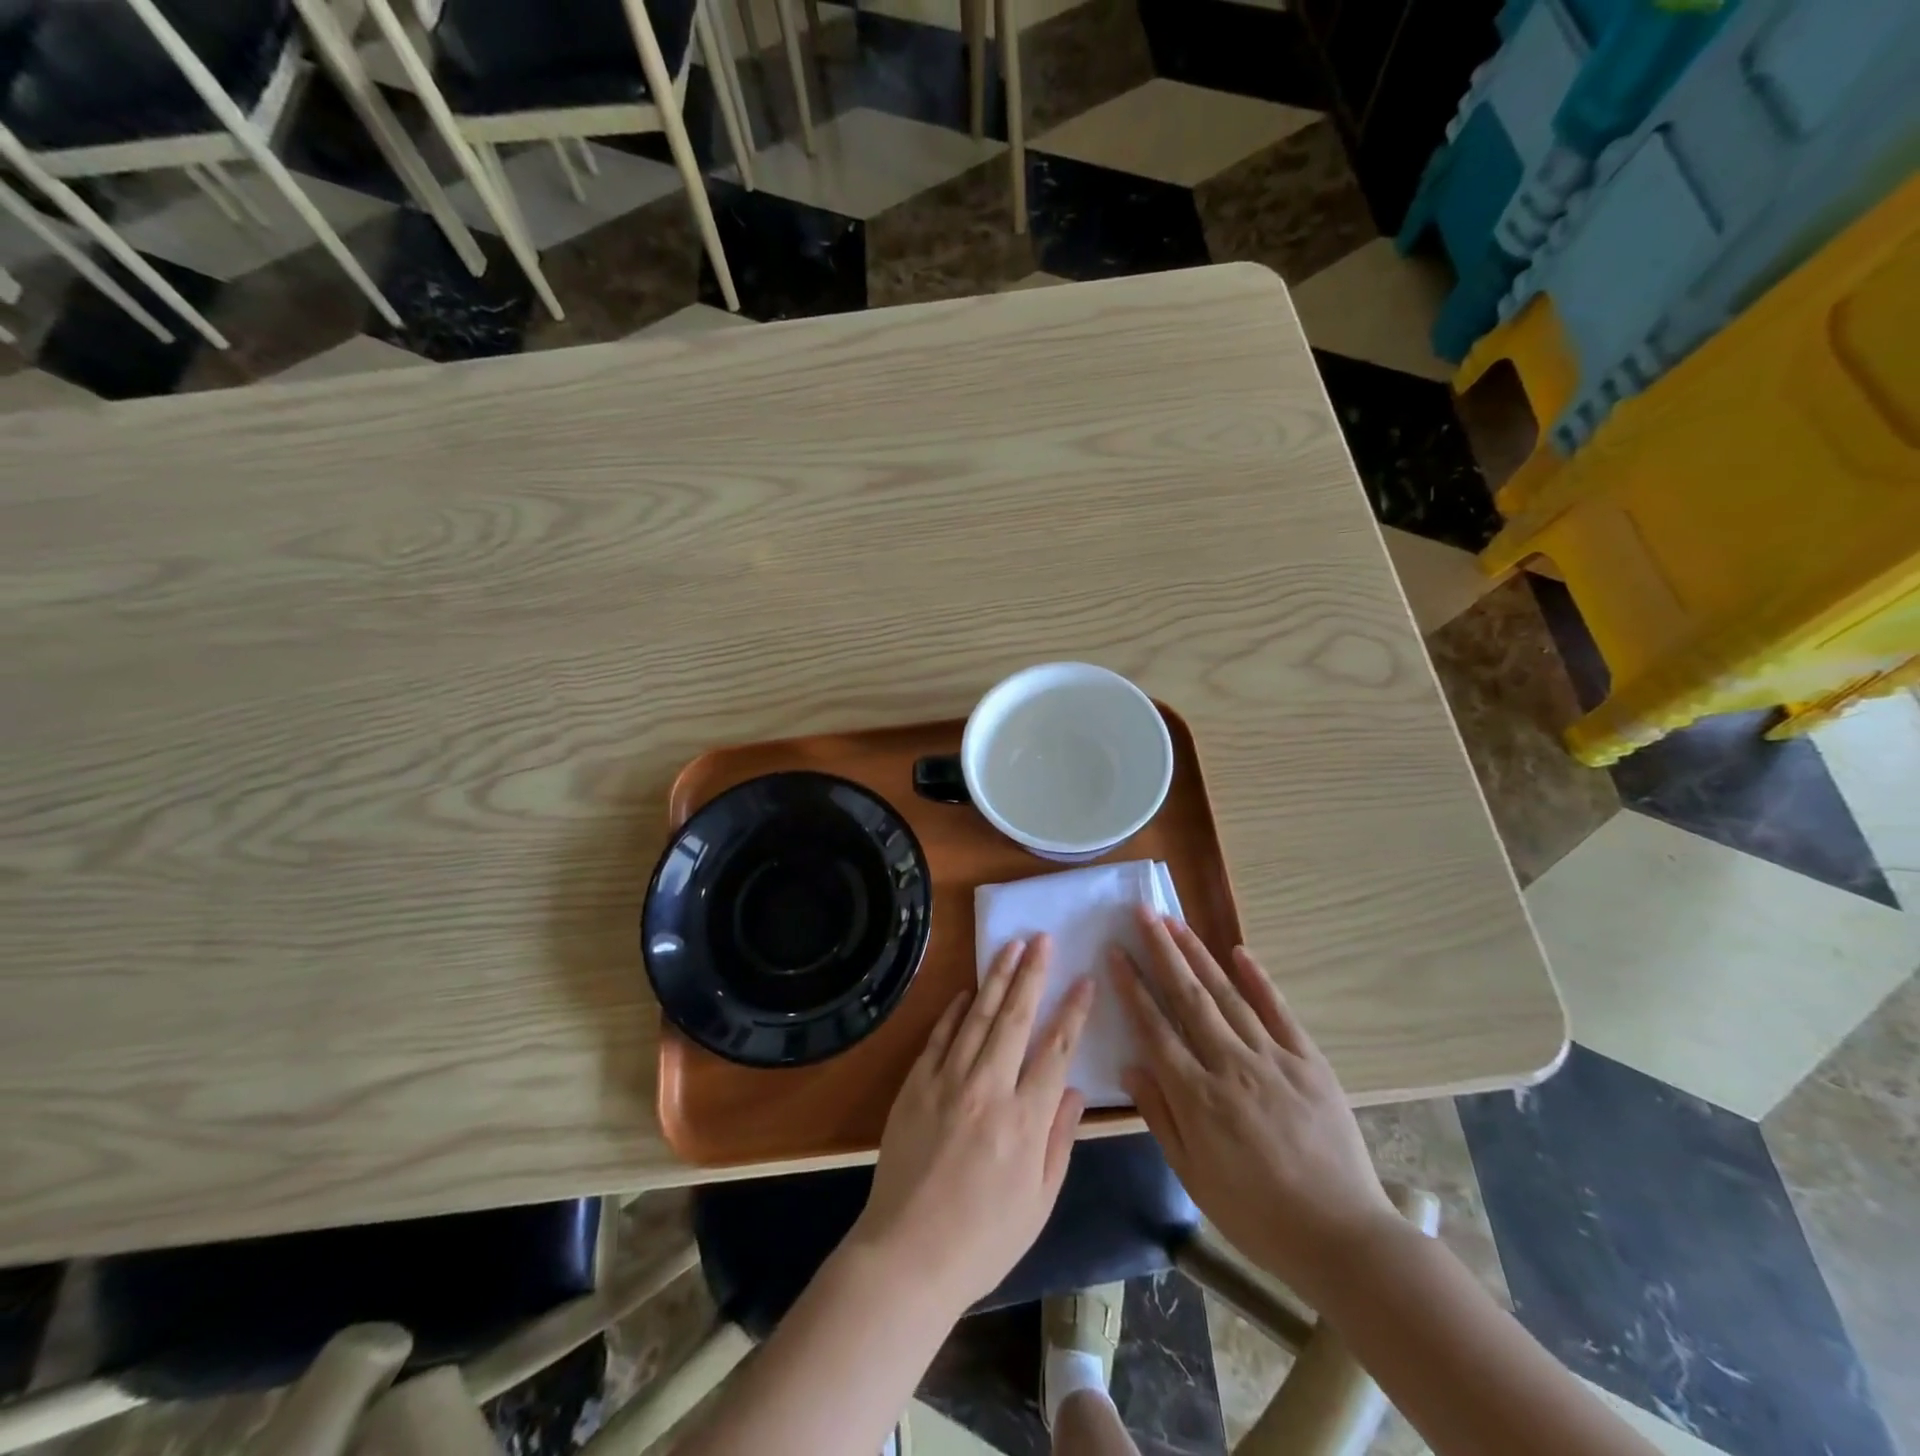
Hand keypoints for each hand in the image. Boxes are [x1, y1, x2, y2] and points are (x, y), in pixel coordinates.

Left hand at [847, 935, 1093, 1312]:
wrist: (907, 1256)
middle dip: (1032, 974)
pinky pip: (939, 1037)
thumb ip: (1059, 1141)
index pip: (1056, 1049)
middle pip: (1015, 1018)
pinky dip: (954, 1011)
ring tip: (1010, 946)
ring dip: (996, 978)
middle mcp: (988, 1089)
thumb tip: (1074, 1090)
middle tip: (1043, 939)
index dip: (1073, 1011)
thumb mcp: (1039, 1202)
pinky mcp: (916, 1085)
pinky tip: (967, 991)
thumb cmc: (984, 1239)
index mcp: (1025, 1120)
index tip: (1084, 980)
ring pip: (977, 1017)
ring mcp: (947, 1082)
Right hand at [1112, 910, 1396, 1298]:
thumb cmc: (1256, 1214)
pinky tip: (1239, 951)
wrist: (1342, 1237)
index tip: (1116, 951)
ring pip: (1227, 994)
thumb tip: (1130, 1065)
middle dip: (1162, 951)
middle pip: (1188, 997)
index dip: (1132, 986)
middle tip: (1142, 913)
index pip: (1155, 1027)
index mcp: (1198, 1097)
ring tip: (1175, 921)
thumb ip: (1160, 1116)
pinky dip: (1259, 979)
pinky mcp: (1309, 1061)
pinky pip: (1279, 1011)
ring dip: (1199, 954)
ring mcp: (1273, 1059)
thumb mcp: (1193, 1176)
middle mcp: (1230, 1065)